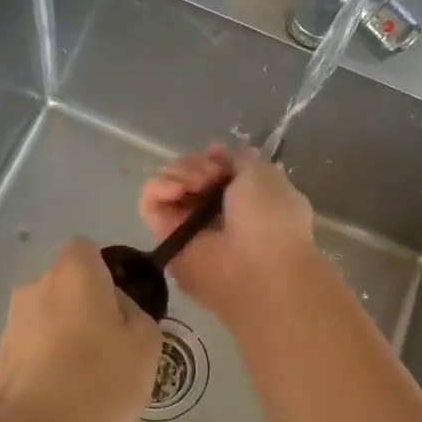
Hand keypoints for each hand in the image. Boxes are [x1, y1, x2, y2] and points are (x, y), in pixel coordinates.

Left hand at [0, 237, 160, 421]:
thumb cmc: (100, 377)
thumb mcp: (147, 344)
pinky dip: (48, 363)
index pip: (87, 249)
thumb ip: (138, 315)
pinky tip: (65, 396)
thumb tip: (119, 312)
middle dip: (87, 306)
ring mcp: (11, 322)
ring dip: (66, 336)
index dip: (106, 272)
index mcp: (73, 272)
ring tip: (88, 378)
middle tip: (112, 345)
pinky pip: (34, 349)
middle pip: (68, 284)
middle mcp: (35, 286)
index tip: (122, 306)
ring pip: (49, 318)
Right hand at [139, 145, 318, 321]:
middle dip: (196, 164)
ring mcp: (189, 227)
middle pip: (189, 175)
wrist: (260, 269)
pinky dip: (158, 188)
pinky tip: (176, 189)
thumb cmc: (271, 219)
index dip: (214, 158)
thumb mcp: (265, 175)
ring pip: (169, 186)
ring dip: (179, 173)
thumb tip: (219, 153)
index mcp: (246, 199)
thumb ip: (241, 159)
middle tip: (209, 175)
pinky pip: (150, 204)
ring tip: (195, 183)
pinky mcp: (165, 239)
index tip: (218, 155)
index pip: (216, 170)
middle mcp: (215, 213)